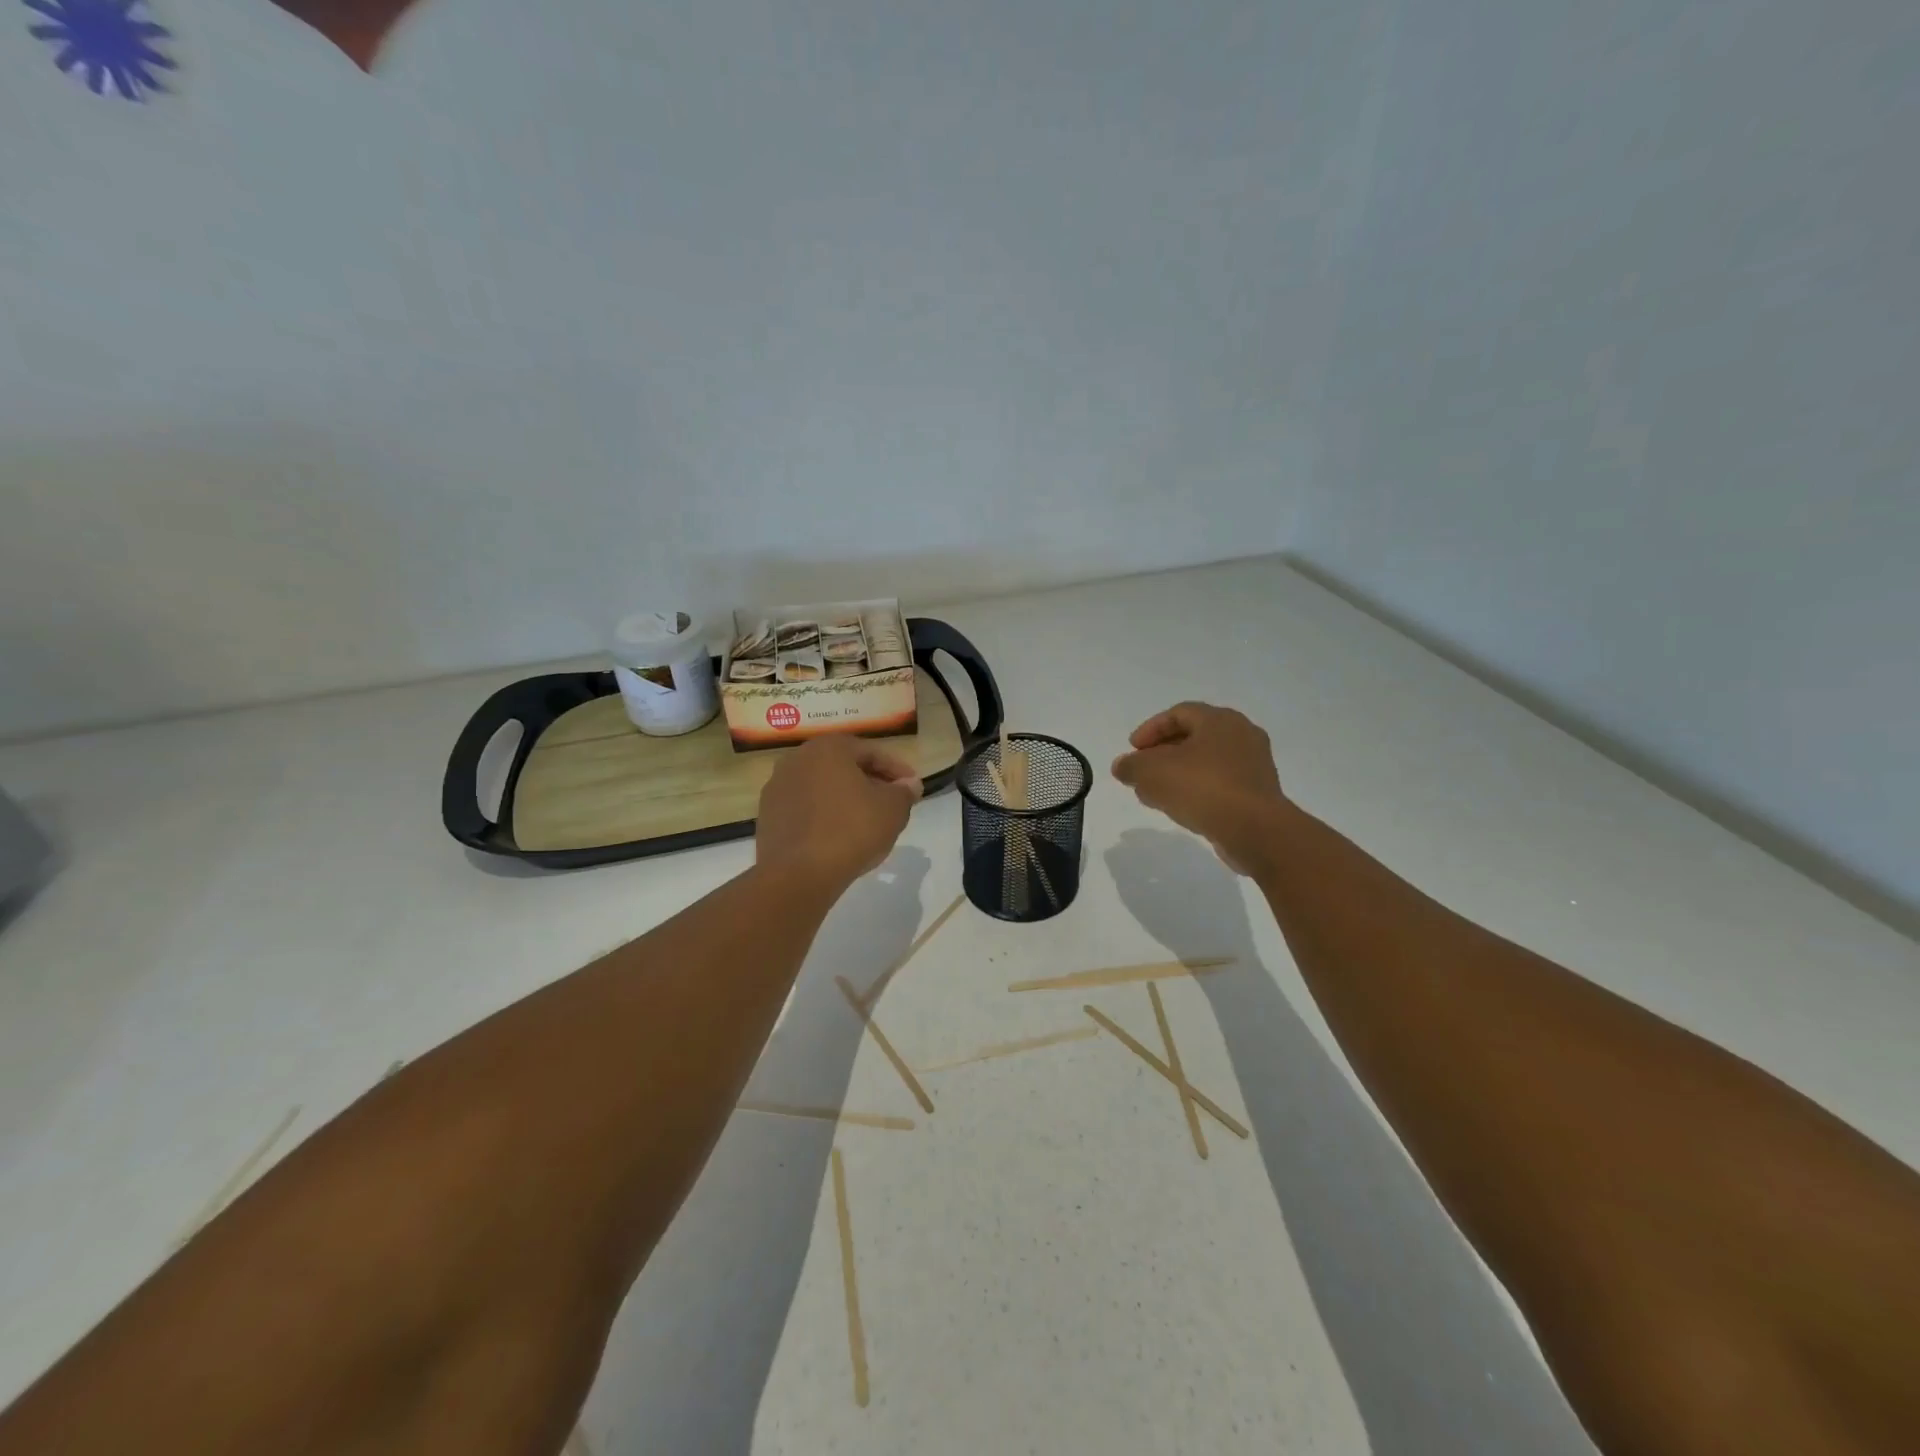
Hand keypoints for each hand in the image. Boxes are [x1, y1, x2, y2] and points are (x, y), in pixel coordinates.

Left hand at [757, 736, 922, 889]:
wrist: (798, 874)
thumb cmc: (851, 830)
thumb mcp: (892, 809)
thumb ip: (904, 791)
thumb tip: (909, 784)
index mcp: (828, 748)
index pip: (872, 752)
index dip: (898, 770)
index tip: (914, 788)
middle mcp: (798, 759)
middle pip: (844, 767)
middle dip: (871, 782)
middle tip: (892, 803)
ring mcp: (778, 787)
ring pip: (823, 788)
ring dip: (846, 799)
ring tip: (867, 821)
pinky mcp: (768, 816)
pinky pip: (806, 809)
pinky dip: (825, 815)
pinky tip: (839, 836)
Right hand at [1111, 702, 1286, 874]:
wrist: (1255, 830)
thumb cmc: (1202, 788)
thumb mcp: (1152, 773)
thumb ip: (1131, 766)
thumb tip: (1122, 766)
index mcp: (1219, 720)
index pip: (1179, 713)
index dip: (1151, 729)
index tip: (1133, 750)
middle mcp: (1242, 735)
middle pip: (1194, 736)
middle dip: (1163, 753)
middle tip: (1143, 770)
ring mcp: (1254, 765)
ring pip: (1207, 761)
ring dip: (1178, 773)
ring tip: (1156, 793)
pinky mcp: (1258, 793)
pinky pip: (1221, 783)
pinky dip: (1198, 789)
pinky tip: (1181, 808)